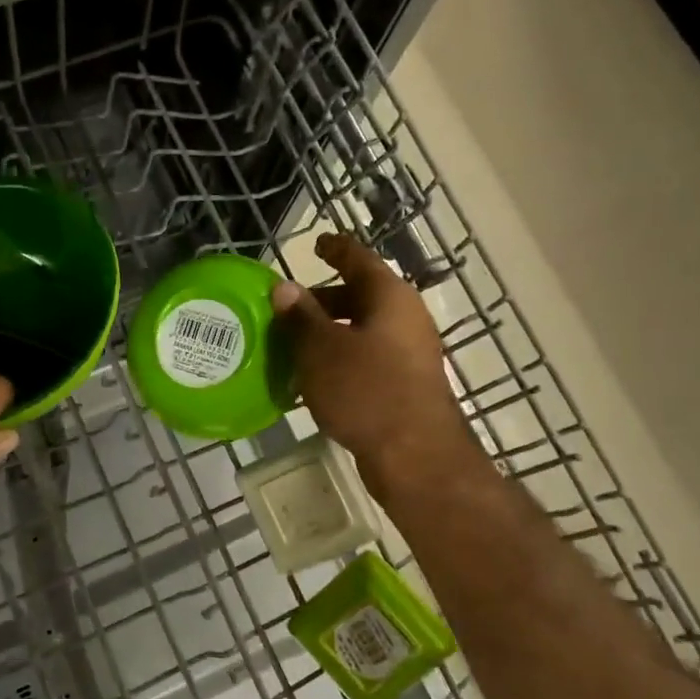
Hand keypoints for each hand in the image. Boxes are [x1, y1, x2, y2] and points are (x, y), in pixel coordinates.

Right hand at [271, 234, 470, 490]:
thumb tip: (284, 288)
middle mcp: (405, 318)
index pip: (359, 259)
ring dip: (329, 333)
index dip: (336, 249)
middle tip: (289, 308)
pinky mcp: (406, 385)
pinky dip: (341, 359)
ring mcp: (409, 353)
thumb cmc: (366, 390)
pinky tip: (315, 378)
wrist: (415, 455)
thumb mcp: (321, 350)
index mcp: (389, 297)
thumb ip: (301, 317)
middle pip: (361, 296)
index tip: (317, 243)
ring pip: (363, 331)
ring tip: (293, 345)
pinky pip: (368, 359)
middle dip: (323, 300)